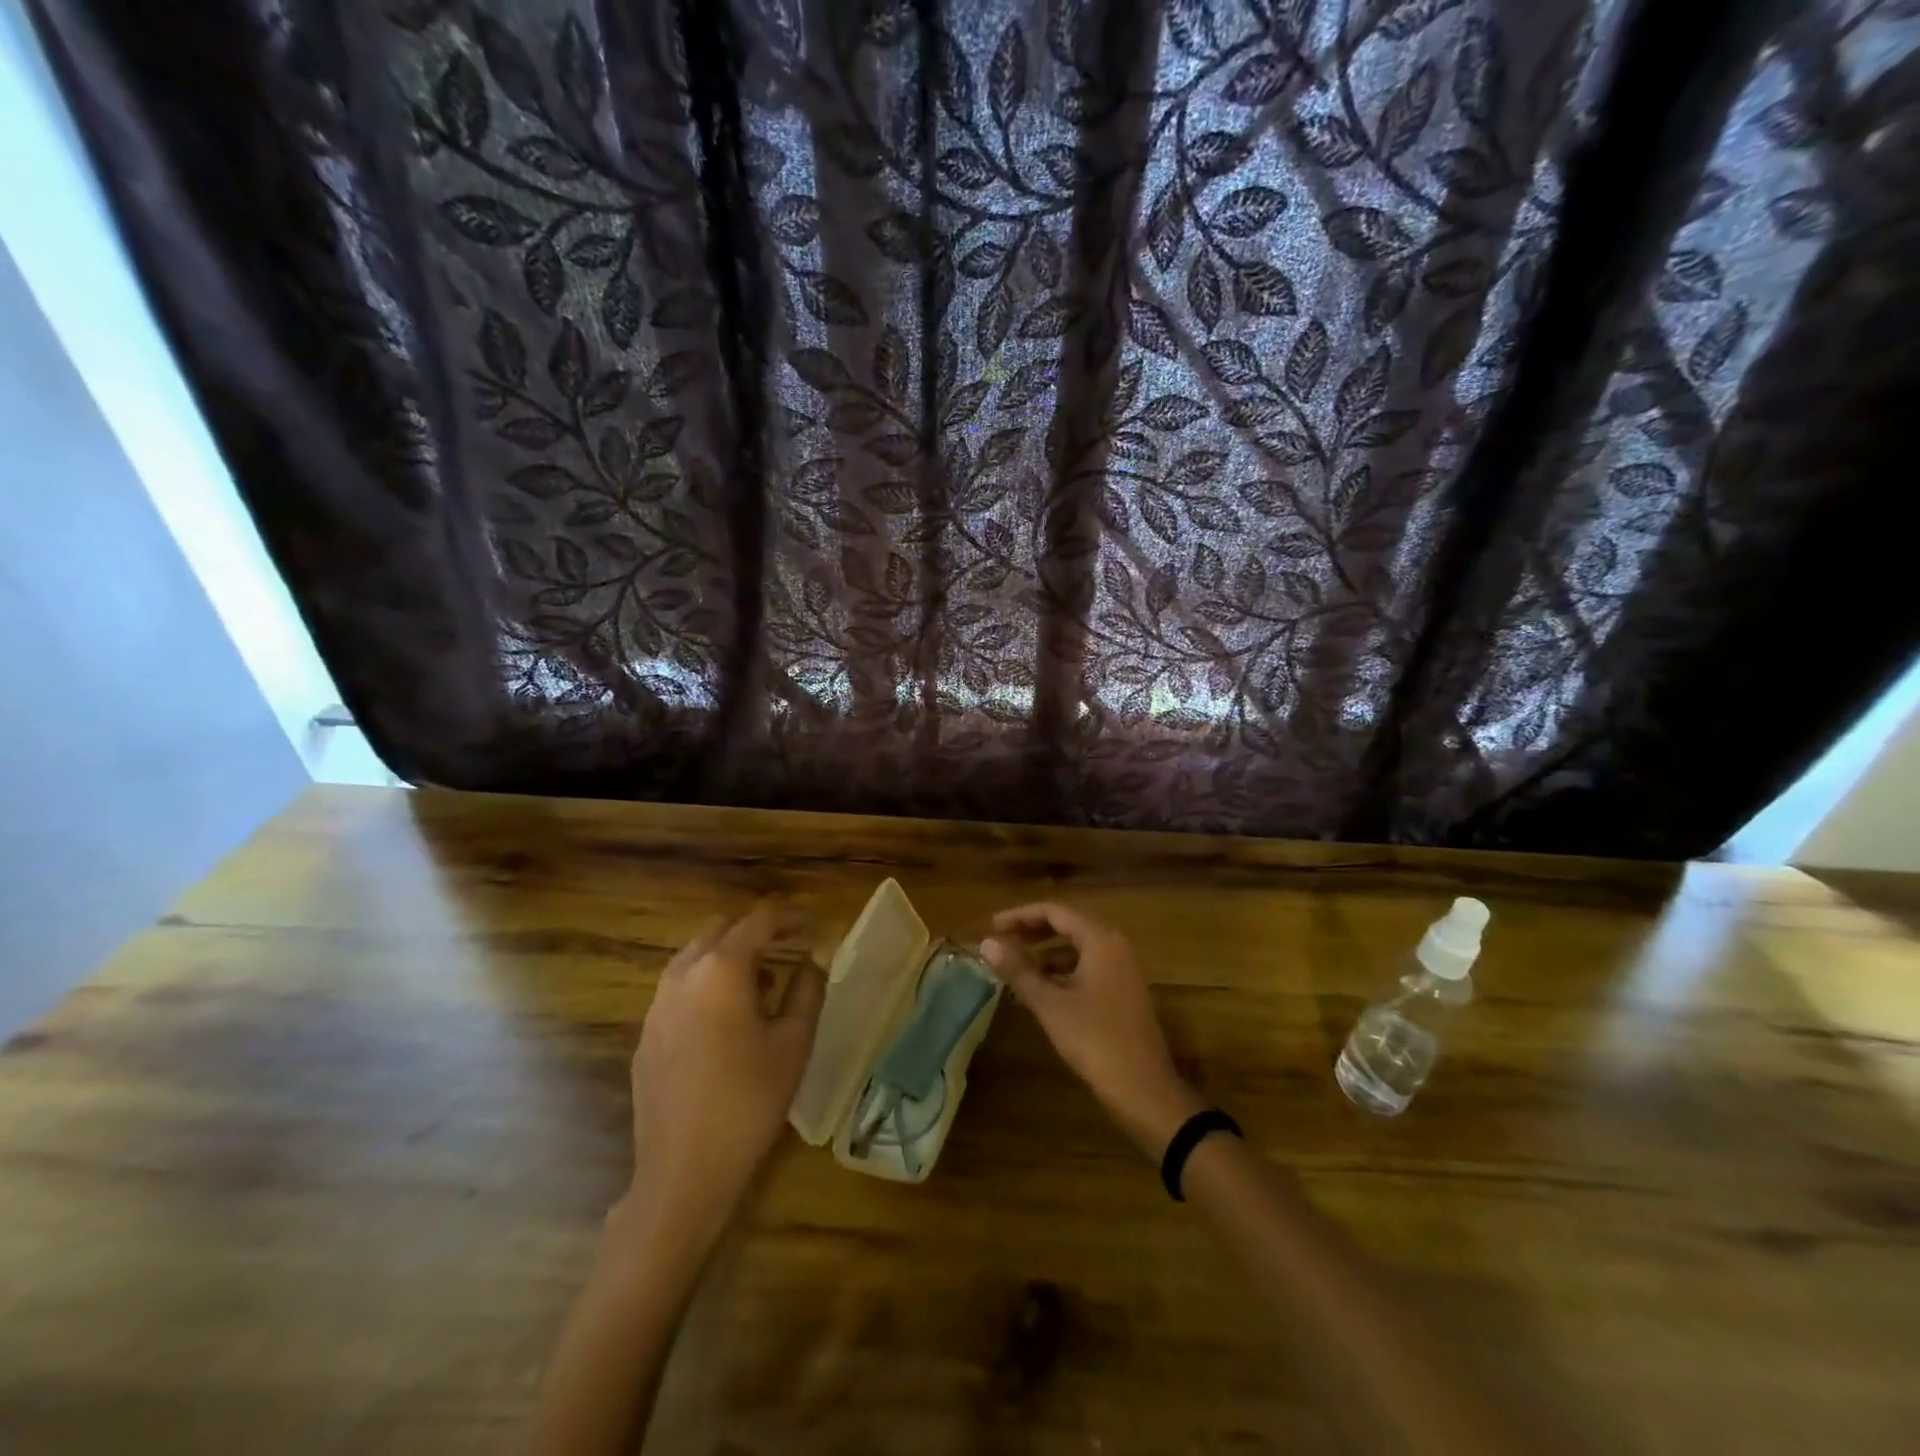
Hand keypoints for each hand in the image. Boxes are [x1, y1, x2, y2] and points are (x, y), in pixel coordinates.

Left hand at [621, 902, 824, 1237]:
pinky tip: (729, 1018)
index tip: (816, 928)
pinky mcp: (647, 1031)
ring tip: (765, 983)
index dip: (793, 917)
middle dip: (759, 930)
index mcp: (722, 968)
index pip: (761, 919)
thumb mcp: (794, 1042)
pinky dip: (709, 982)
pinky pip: (681, 986)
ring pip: (697, 955)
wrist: (683, 1170)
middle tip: (791, 948)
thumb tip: (813, 959)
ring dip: (732, 956)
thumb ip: (808, 989)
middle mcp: (683, 973)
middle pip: (723, 928)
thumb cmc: (750, 1101)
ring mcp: (658, 1002)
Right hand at [981, 903, 1202, 1156]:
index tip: (992, 926)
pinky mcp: (1124, 991)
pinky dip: (1062, 970)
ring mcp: (1123, 969)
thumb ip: (1019, 970)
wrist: (1144, 1089)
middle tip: (1001, 940)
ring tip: (1015, 964)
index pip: (1055, 912)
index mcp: (1101, 940)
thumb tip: (986, 942)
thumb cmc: (1095, 1040)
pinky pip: (1088, 966)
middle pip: (1068, 925)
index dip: (1020, 915)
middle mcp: (1115, 946)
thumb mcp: (1050, 1004)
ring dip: (1046, 952)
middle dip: (1032, 931)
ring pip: (1078, 947)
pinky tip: (1041, 989)